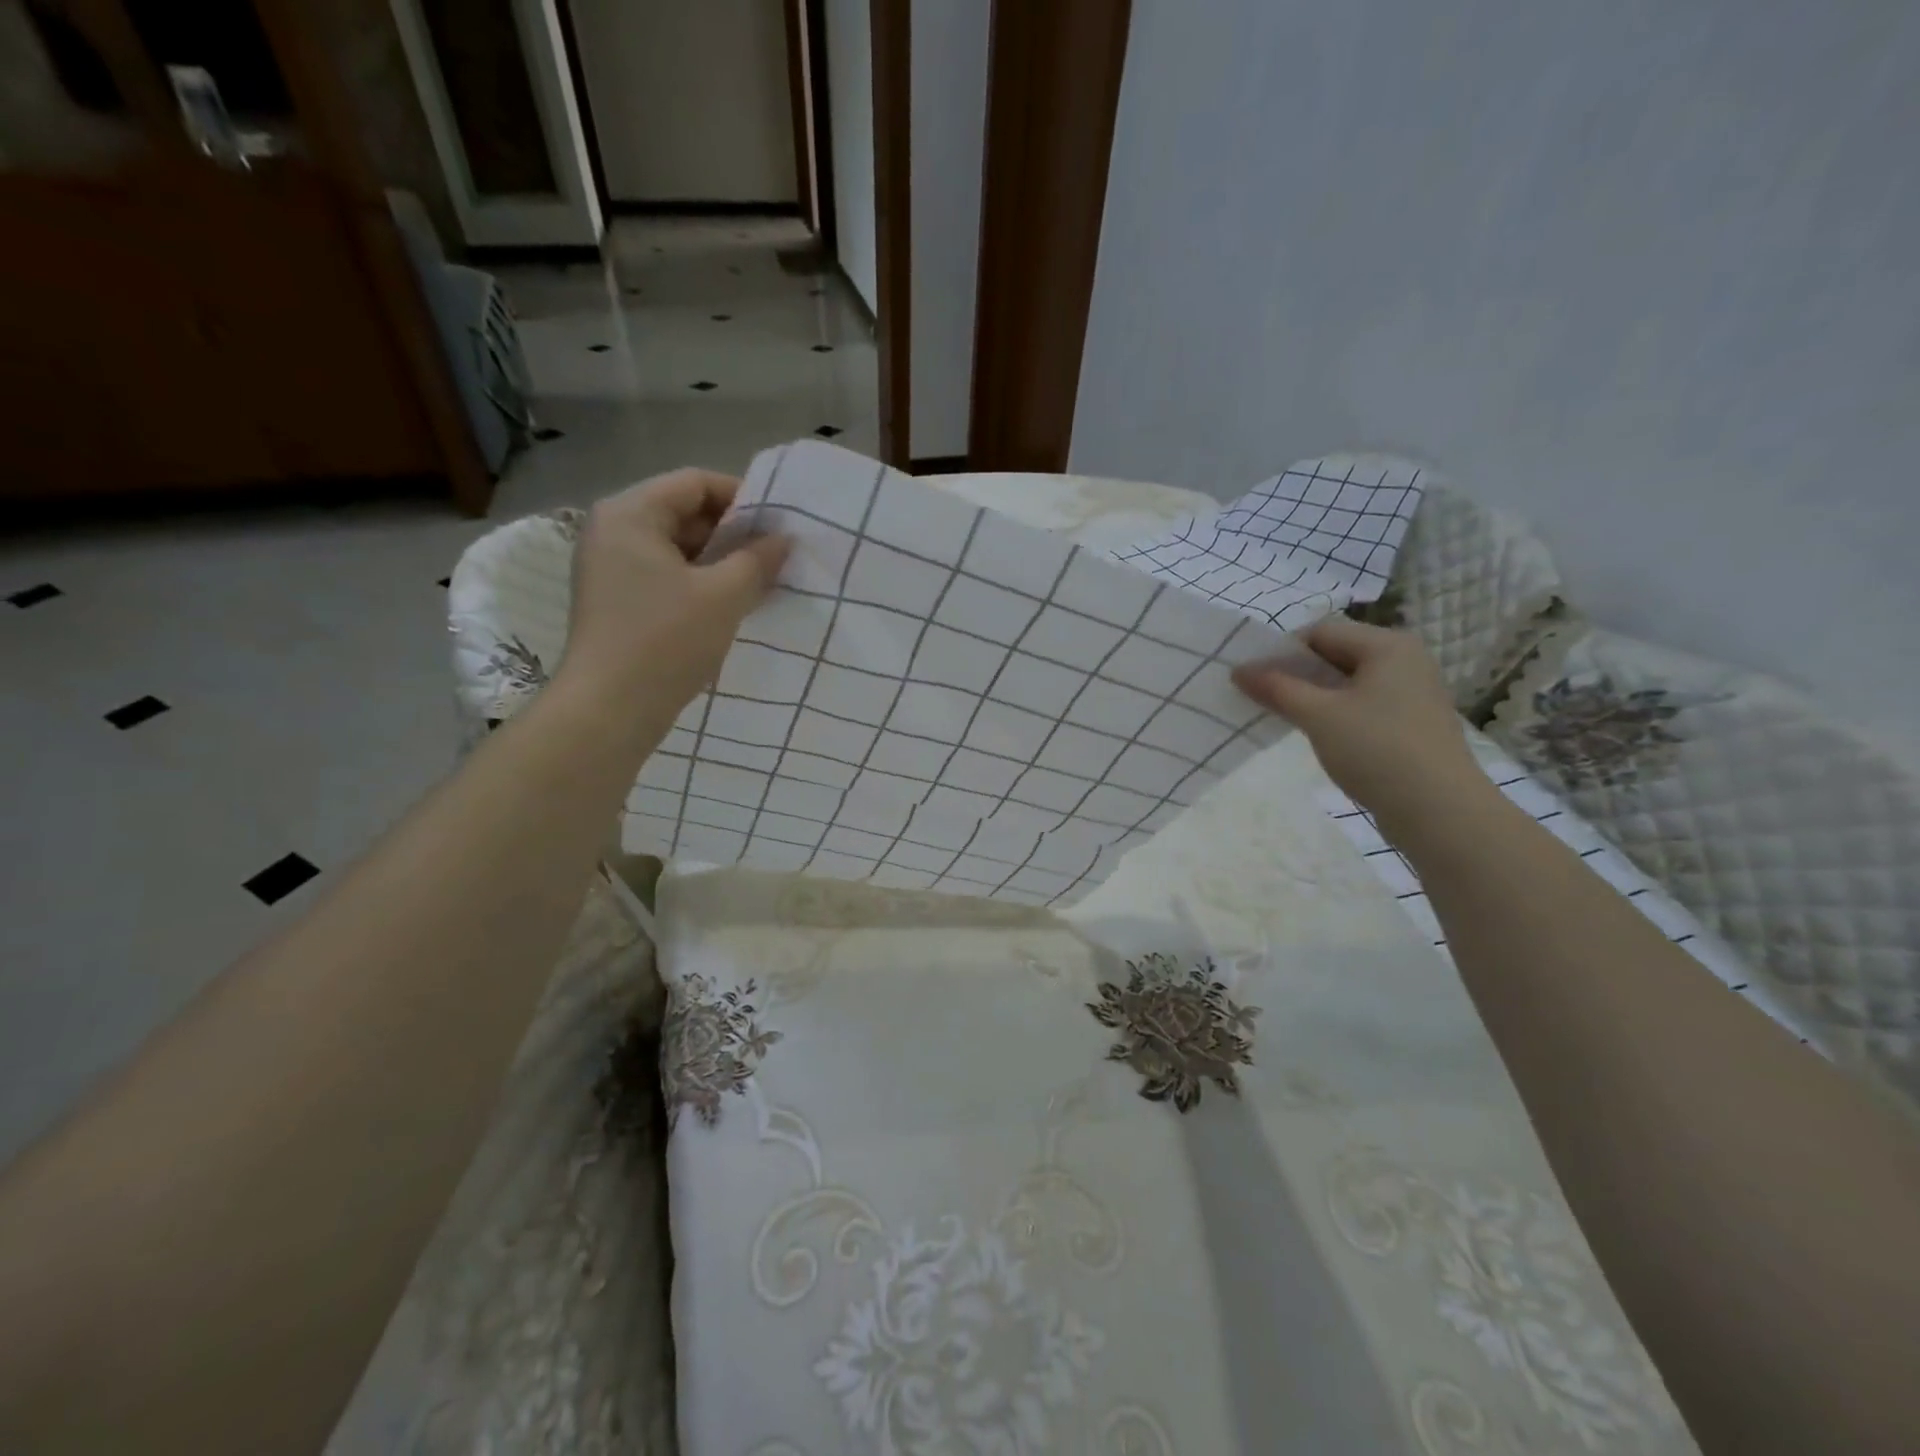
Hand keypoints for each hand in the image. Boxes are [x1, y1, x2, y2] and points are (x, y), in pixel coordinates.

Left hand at [557, 469, 789, 713]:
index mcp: (630, 514)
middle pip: (683, 512)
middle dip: (733, 532)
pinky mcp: (616, 600)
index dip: (742, 497)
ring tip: (761, 581)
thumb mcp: (723, 596)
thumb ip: (758, 560)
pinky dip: (700, 583)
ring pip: (677, 548)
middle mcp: (613, 530)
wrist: (609, 710)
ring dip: (720, 561)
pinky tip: (732, 604)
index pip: (694, 483)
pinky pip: (666, 575)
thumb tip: (783, 539)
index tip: (779, 524)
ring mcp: (610, 567)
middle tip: (775, 556)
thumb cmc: (666, 641)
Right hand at [1232, 617, 1488, 838]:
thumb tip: (1239, 670)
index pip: (1321, 632)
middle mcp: (1405, 659)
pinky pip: (1364, 704)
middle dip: (1297, 674)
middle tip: (1265, 699)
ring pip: (1349, 682)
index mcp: (1388, 645)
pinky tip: (1322, 736)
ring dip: (1315, 695)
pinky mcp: (1412, 722)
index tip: (1256, 681)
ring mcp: (1413, 692)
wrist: (1439, 810)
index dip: (1283, 652)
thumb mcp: (1318, 715)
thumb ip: (1276, 688)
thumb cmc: (1377, 749)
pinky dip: (1337, 713)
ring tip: (1288, 719)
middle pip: (1336, 654)